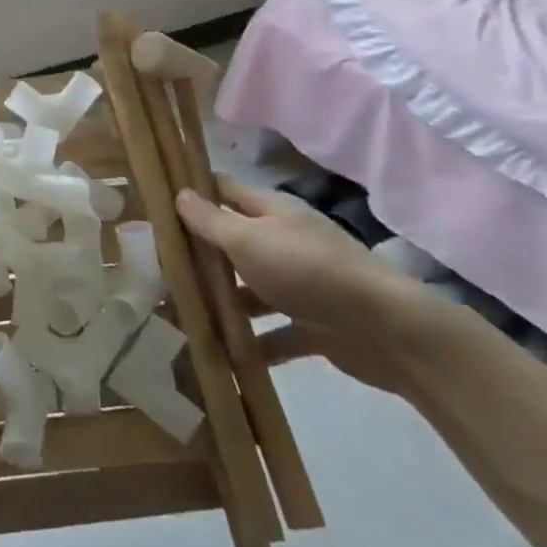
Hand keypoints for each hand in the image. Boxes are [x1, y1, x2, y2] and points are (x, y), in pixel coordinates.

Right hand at [176, 175, 426, 391]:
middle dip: (202, 255)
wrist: (388, 331)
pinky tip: (226, 355)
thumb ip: (210, 221)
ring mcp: (303, 285)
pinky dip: (255, 344)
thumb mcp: (248, 240)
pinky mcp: (316, 325)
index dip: (195, 192)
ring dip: (226, 303)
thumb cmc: (307, 271)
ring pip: (253, 290)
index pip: (226, 190)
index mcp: (273, 213)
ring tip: (184, 316)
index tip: (158, 201)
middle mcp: (287, 243)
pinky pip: (276, 333)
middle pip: (236, 242)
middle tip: (159, 267)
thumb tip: (179, 193)